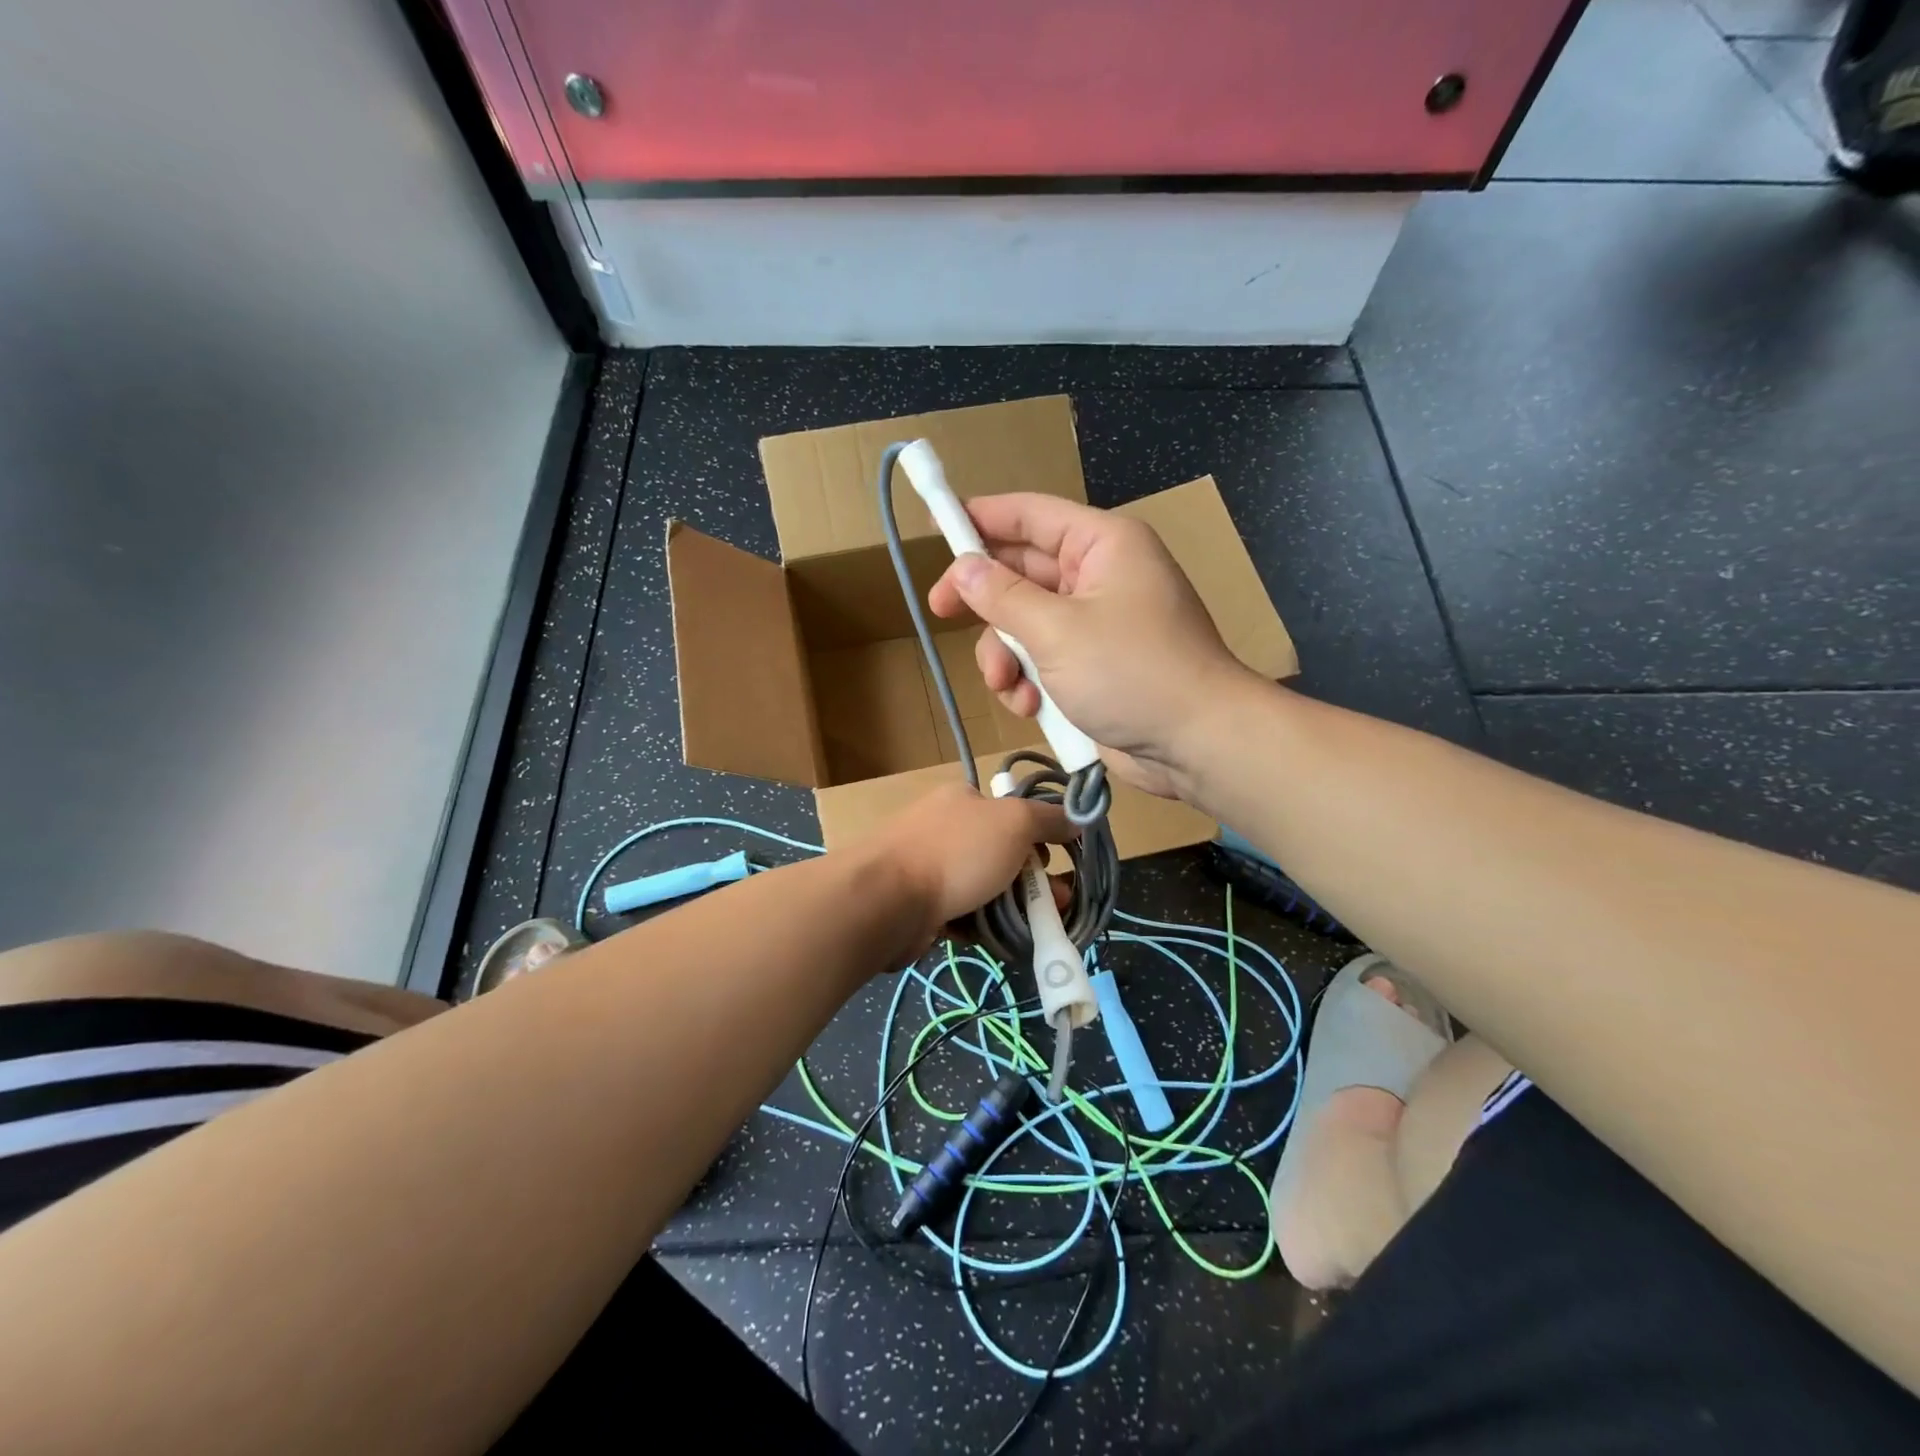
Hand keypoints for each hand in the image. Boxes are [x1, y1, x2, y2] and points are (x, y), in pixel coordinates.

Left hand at [865, 782, 1070, 947]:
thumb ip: (1048, 818)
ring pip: (983, 887)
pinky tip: (993, 939)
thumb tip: (1077, 816)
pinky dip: (979, 925)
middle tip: (1054, 906)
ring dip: (1009, 907)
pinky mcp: (919, 903)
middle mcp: (945, 827)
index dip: (1040, 838)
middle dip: (1030, 881)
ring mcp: (929, 866)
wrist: (886, 900)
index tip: (1058, 865)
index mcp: (964, 799)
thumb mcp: (1014, 823)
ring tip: (1030, 929)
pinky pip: (961, 913)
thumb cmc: (956, 853)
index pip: (1013, 813)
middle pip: (1001, 854)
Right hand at [927, 494, 1254, 797]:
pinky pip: (1042, 659)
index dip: (980, 516)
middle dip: (985, 601)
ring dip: (1005, 655)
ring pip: (1024, 623)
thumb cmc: (1131, 671)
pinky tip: (1030, 706)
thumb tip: (963, 569)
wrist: (1195, 743)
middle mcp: (1097, 576)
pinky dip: (1028, 681)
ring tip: (1007, 685)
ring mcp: (1095, 624)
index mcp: (1100, 545)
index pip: (1029, 515)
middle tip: (939, 609)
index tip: (935, 523)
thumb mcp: (1056, 630)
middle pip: (1021, 572)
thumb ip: (1002, 597)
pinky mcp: (1092, 665)